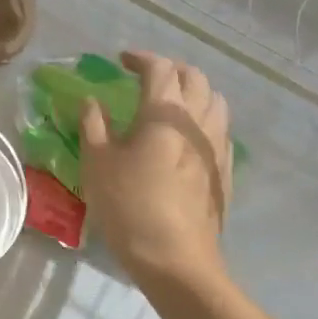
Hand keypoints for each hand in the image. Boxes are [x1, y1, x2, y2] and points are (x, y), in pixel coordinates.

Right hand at [79, 52, 232, 292]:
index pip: (160, 68)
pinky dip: (204, 118)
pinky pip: (221, 128)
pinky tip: (186, 136)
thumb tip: (91, 100)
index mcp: (164, 113)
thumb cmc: (128, 206)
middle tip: (144, 76)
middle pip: (194, 77)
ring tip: (169, 102)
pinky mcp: (226, 170)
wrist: (175, 259)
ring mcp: (218, 146)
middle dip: (169, 69)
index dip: (140, 58)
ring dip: (192, 91)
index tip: (121, 60)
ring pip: (214, 100)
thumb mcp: (97, 163)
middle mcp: (198, 121)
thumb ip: (93, 124)